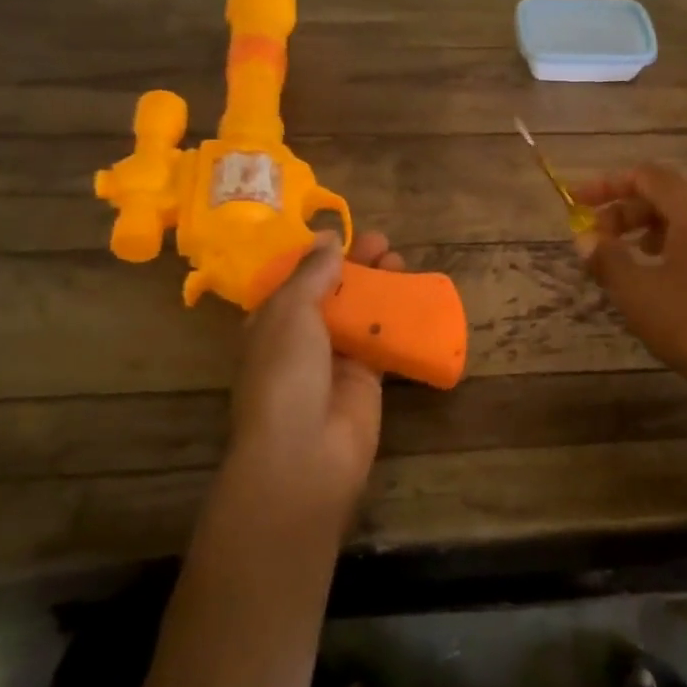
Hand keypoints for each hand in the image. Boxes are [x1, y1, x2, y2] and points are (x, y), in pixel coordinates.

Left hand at [229, 230, 404, 508]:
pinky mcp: (367, 380)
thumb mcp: (290, 311)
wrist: (305, 451)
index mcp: (271, 322)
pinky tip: (415, 298)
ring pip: (360, 314)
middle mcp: (301, 339)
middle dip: (355, 266)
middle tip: (383, 242)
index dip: (317, 257)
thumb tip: (327, 238)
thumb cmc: (286, 372)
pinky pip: (383, 342)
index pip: (294, 282)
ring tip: (400, 260)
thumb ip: (311, 274)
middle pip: (332, 293)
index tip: (343, 234)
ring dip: (379, 287)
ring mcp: (335, 361)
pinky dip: (398, 320)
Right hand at [572, 166, 686, 389]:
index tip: (578, 203)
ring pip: (685, 217)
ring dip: (647, 228)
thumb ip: (605, 257)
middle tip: (596, 238)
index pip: (645, 176)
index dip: (606, 186)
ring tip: (623, 254)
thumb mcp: (634, 289)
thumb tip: (586, 239)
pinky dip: (672, 243)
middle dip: (625, 211)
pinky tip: (657, 272)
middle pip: (665, 194)